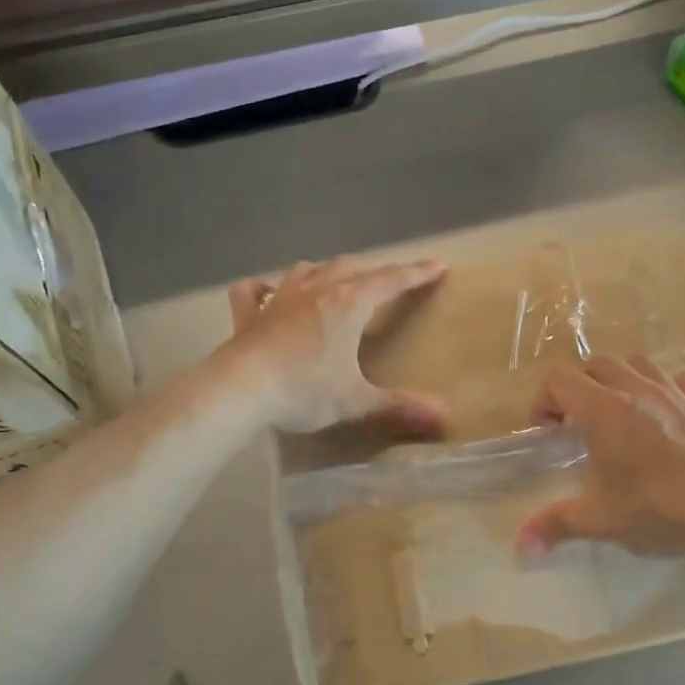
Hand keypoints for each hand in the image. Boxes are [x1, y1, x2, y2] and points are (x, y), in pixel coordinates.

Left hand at [227, 256, 447, 433]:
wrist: (241, 389)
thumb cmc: (305, 390)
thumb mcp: (356, 401)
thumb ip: (399, 407)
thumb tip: (443, 418)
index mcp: (349, 304)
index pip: (391, 280)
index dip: (416, 273)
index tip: (437, 265)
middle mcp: (316, 291)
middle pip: (349, 268)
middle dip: (371, 272)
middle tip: (384, 284)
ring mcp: (278, 299)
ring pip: (306, 271)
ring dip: (324, 273)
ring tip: (333, 282)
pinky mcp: (248, 315)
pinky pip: (252, 291)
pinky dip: (261, 289)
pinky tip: (264, 294)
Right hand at [515, 356, 684, 560]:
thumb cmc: (658, 511)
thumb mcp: (599, 520)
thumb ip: (554, 526)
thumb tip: (521, 548)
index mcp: (603, 410)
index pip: (559, 379)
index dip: (544, 400)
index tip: (547, 432)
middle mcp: (636, 391)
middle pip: (596, 365)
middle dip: (579, 388)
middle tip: (577, 424)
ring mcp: (675, 393)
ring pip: (638, 364)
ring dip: (620, 380)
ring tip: (618, 414)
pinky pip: (679, 380)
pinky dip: (664, 389)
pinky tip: (664, 414)